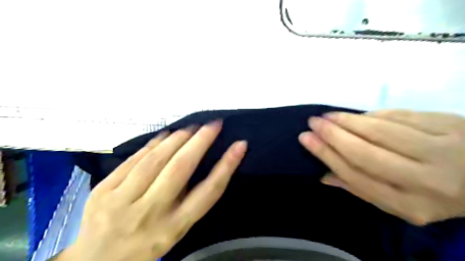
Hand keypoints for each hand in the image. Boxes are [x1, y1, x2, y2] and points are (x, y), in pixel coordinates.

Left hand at [63, 122, 248, 260]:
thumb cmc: (146, 244)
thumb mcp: (175, 230)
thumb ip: (189, 200)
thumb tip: (204, 161)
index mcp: (174, 227)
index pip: (207, 192)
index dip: (226, 166)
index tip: (239, 145)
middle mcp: (151, 213)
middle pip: (180, 169)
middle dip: (201, 142)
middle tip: (214, 124)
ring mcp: (122, 201)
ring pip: (156, 160)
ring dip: (178, 138)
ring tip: (192, 128)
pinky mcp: (103, 190)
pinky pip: (133, 160)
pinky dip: (153, 144)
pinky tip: (165, 135)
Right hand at [298, 109, 464, 225]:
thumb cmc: (433, 194)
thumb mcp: (397, 203)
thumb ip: (360, 188)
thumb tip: (324, 175)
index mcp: (412, 205)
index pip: (357, 176)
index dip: (327, 155)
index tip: (306, 139)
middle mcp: (429, 181)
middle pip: (366, 153)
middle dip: (333, 135)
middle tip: (313, 122)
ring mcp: (444, 149)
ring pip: (380, 130)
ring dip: (348, 121)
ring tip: (328, 116)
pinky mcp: (450, 124)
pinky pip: (399, 115)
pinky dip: (372, 114)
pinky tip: (357, 116)